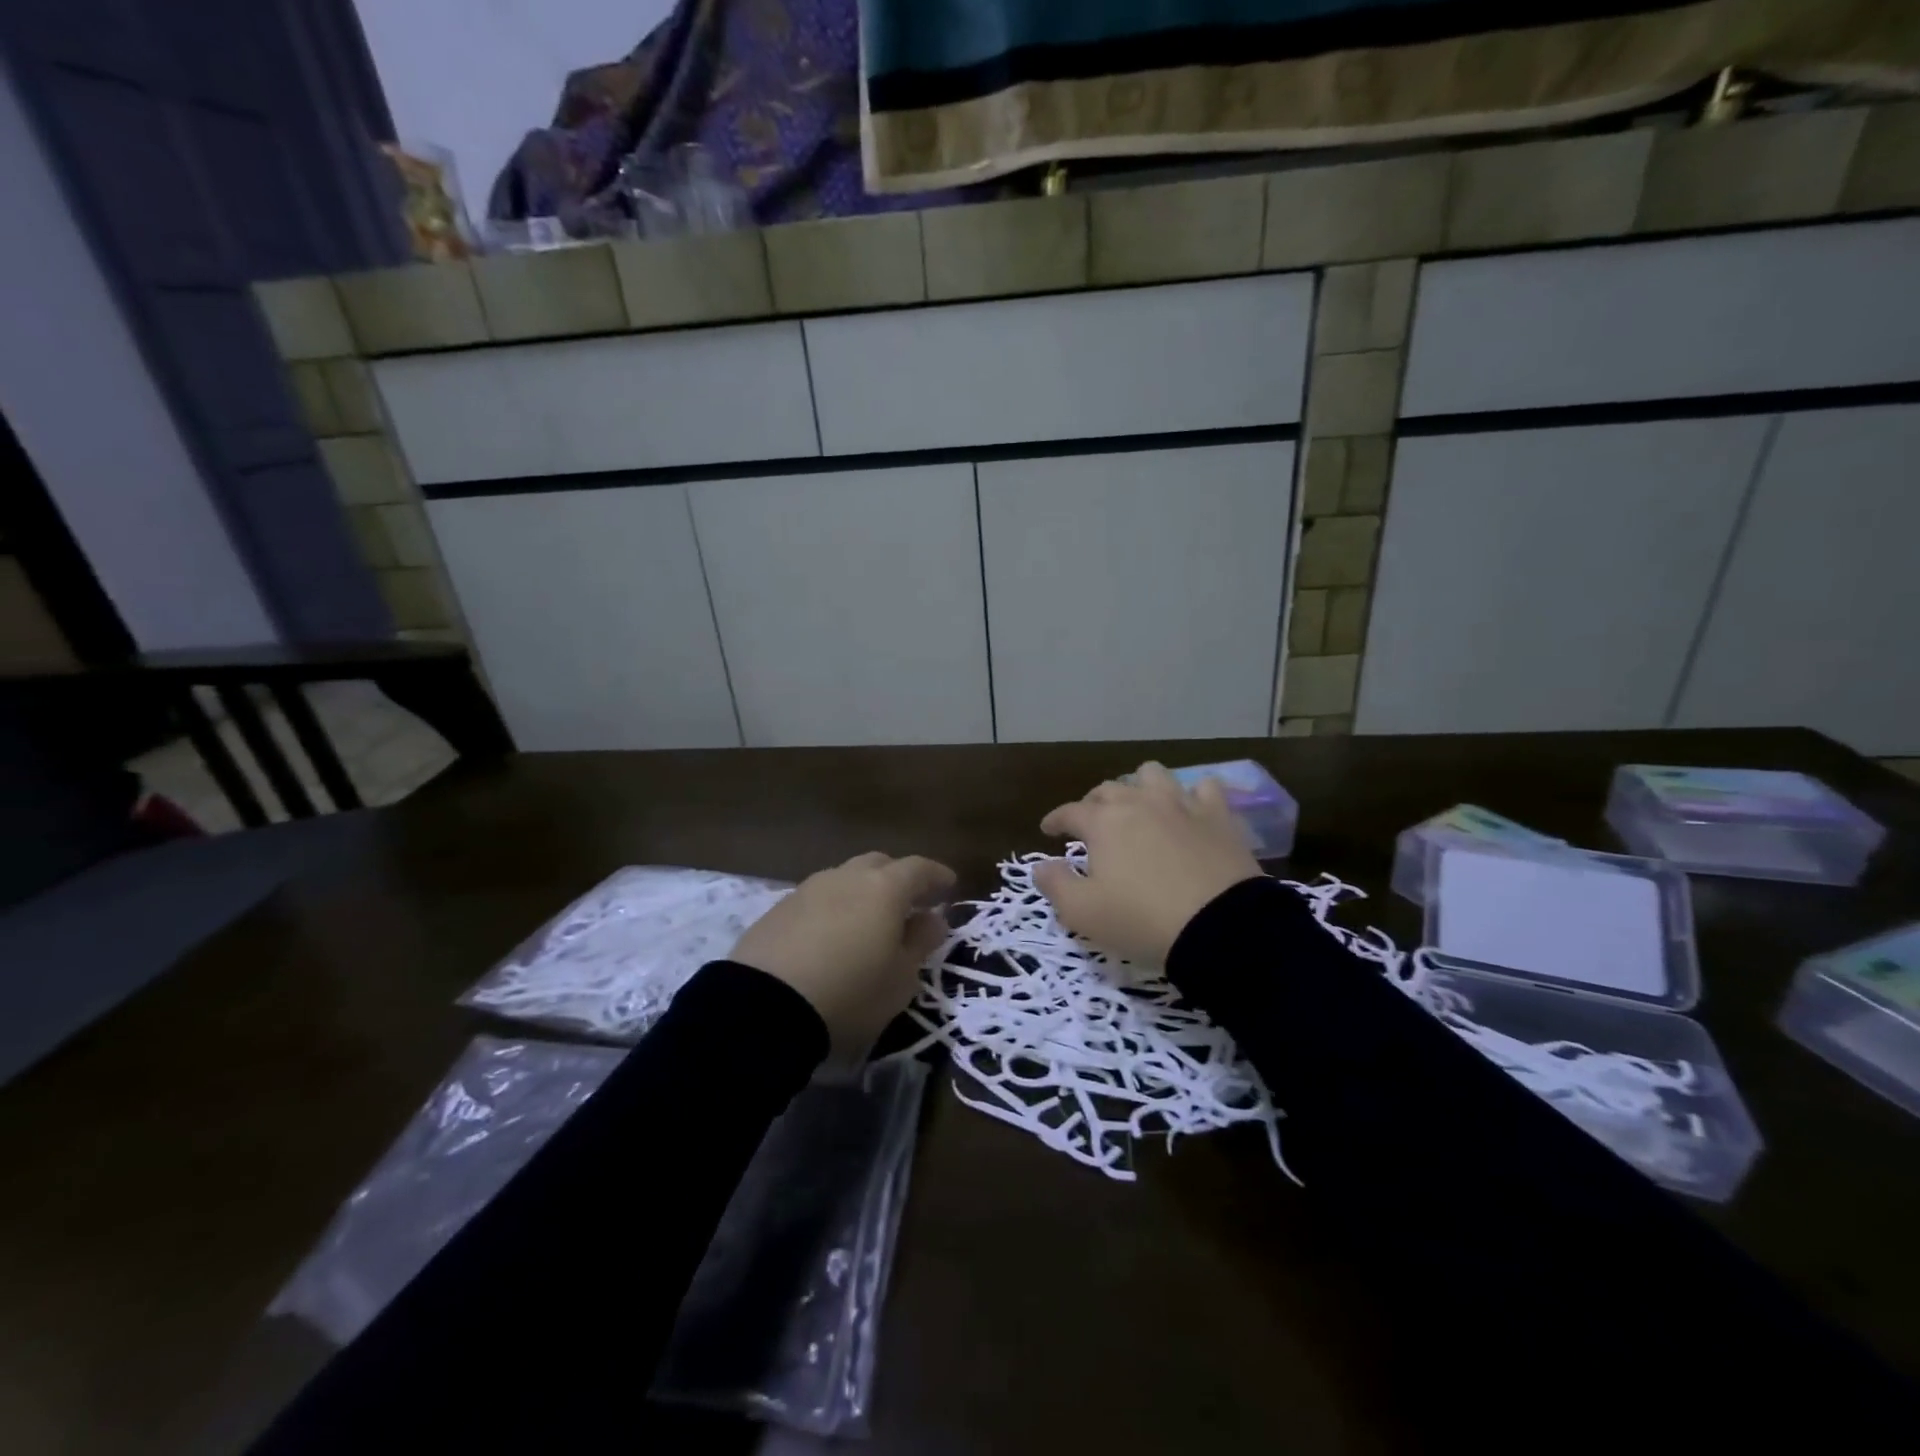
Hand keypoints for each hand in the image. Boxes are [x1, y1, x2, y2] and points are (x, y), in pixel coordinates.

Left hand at [731, 851, 954, 1057]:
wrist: (764, 1007)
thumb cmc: (850, 993)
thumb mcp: (899, 978)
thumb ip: (920, 942)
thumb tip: (932, 918)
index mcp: (884, 888)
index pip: (918, 868)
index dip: (937, 875)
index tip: (949, 885)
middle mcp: (846, 877)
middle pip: (879, 864)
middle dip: (898, 878)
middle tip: (910, 902)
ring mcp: (808, 889)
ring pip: (845, 878)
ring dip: (862, 892)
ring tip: (868, 920)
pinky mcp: (778, 908)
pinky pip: (818, 898)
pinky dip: (834, 908)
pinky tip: (832, 933)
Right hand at [1034, 762, 1263, 966]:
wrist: (1220, 927)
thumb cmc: (1141, 920)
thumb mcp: (1083, 913)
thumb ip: (1055, 885)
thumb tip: (1042, 866)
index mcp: (1103, 822)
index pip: (1069, 811)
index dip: (1055, 820)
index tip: (1048, 830)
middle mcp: (1139, 802)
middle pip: (1108, 789)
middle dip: (1093, 803)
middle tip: (1091, 823)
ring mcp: (1181, 804)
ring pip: (1153, 775)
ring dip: (1139, 786)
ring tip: (1139, 806)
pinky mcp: (1218, 816)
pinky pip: (1204, 788)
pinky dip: (1192, 794)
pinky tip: (1190, 808)